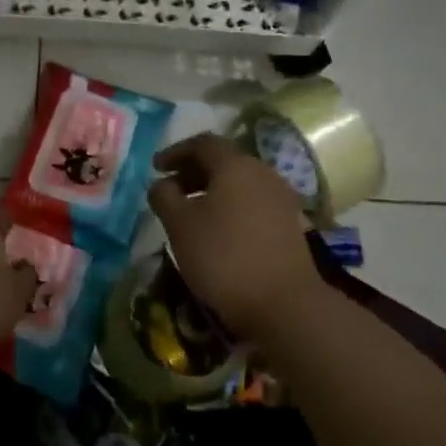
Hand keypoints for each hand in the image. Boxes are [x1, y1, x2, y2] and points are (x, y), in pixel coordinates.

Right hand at [147, 134, 321, 340]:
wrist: (284, 302)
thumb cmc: (223, 256)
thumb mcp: (180, 225)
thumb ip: (164, 197)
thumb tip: (162, 184)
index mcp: (235, 165)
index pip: (202, 143)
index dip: (175, 152)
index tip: (155, 167)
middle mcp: (262, 173)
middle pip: (224, 161)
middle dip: (194, 172)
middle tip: (171, 191)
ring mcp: (281, 198)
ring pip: (240, 183)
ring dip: (213, 191)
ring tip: (191, 213)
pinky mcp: (290, 223)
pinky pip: (253, 203)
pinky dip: (231, 207)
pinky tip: (218, 231)